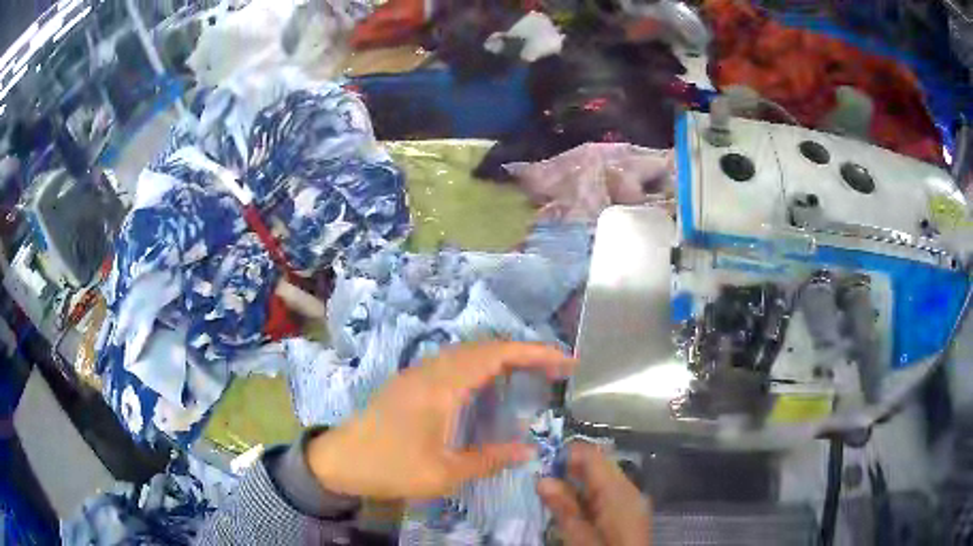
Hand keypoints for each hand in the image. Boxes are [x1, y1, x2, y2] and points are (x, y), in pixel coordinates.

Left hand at [307, 341, 573, 499]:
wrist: (338, 461)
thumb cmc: (390, 467)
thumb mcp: (443, 473)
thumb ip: (488, 459)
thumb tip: (528, 451)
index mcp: (441, 386)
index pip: (496, 355)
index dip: (535, 353)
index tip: (566, 361)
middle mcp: (431, 370)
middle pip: (484, 347)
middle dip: (524, 353)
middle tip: (554, 370)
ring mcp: (417, 373)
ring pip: (468, 352)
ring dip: (501, 357)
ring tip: (529, 374)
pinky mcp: (410, 382)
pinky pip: (453, 362)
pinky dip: (480, 365)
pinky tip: (487, 385)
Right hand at [538, 442, 651, 545]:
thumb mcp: (578, 534)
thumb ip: (563, 506)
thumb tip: (542, 480)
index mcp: (618, 490)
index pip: (592, 456)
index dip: (567, 455)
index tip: (541, 464)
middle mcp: (629, 489)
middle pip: (598, 466)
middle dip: (570, 470)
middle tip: (542, 481)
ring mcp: (632, 500)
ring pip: (602, 480)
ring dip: (578, 484)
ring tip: (552, 496)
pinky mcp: (630, 511)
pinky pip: (608, 494)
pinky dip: (589, 496)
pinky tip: (573, 508)